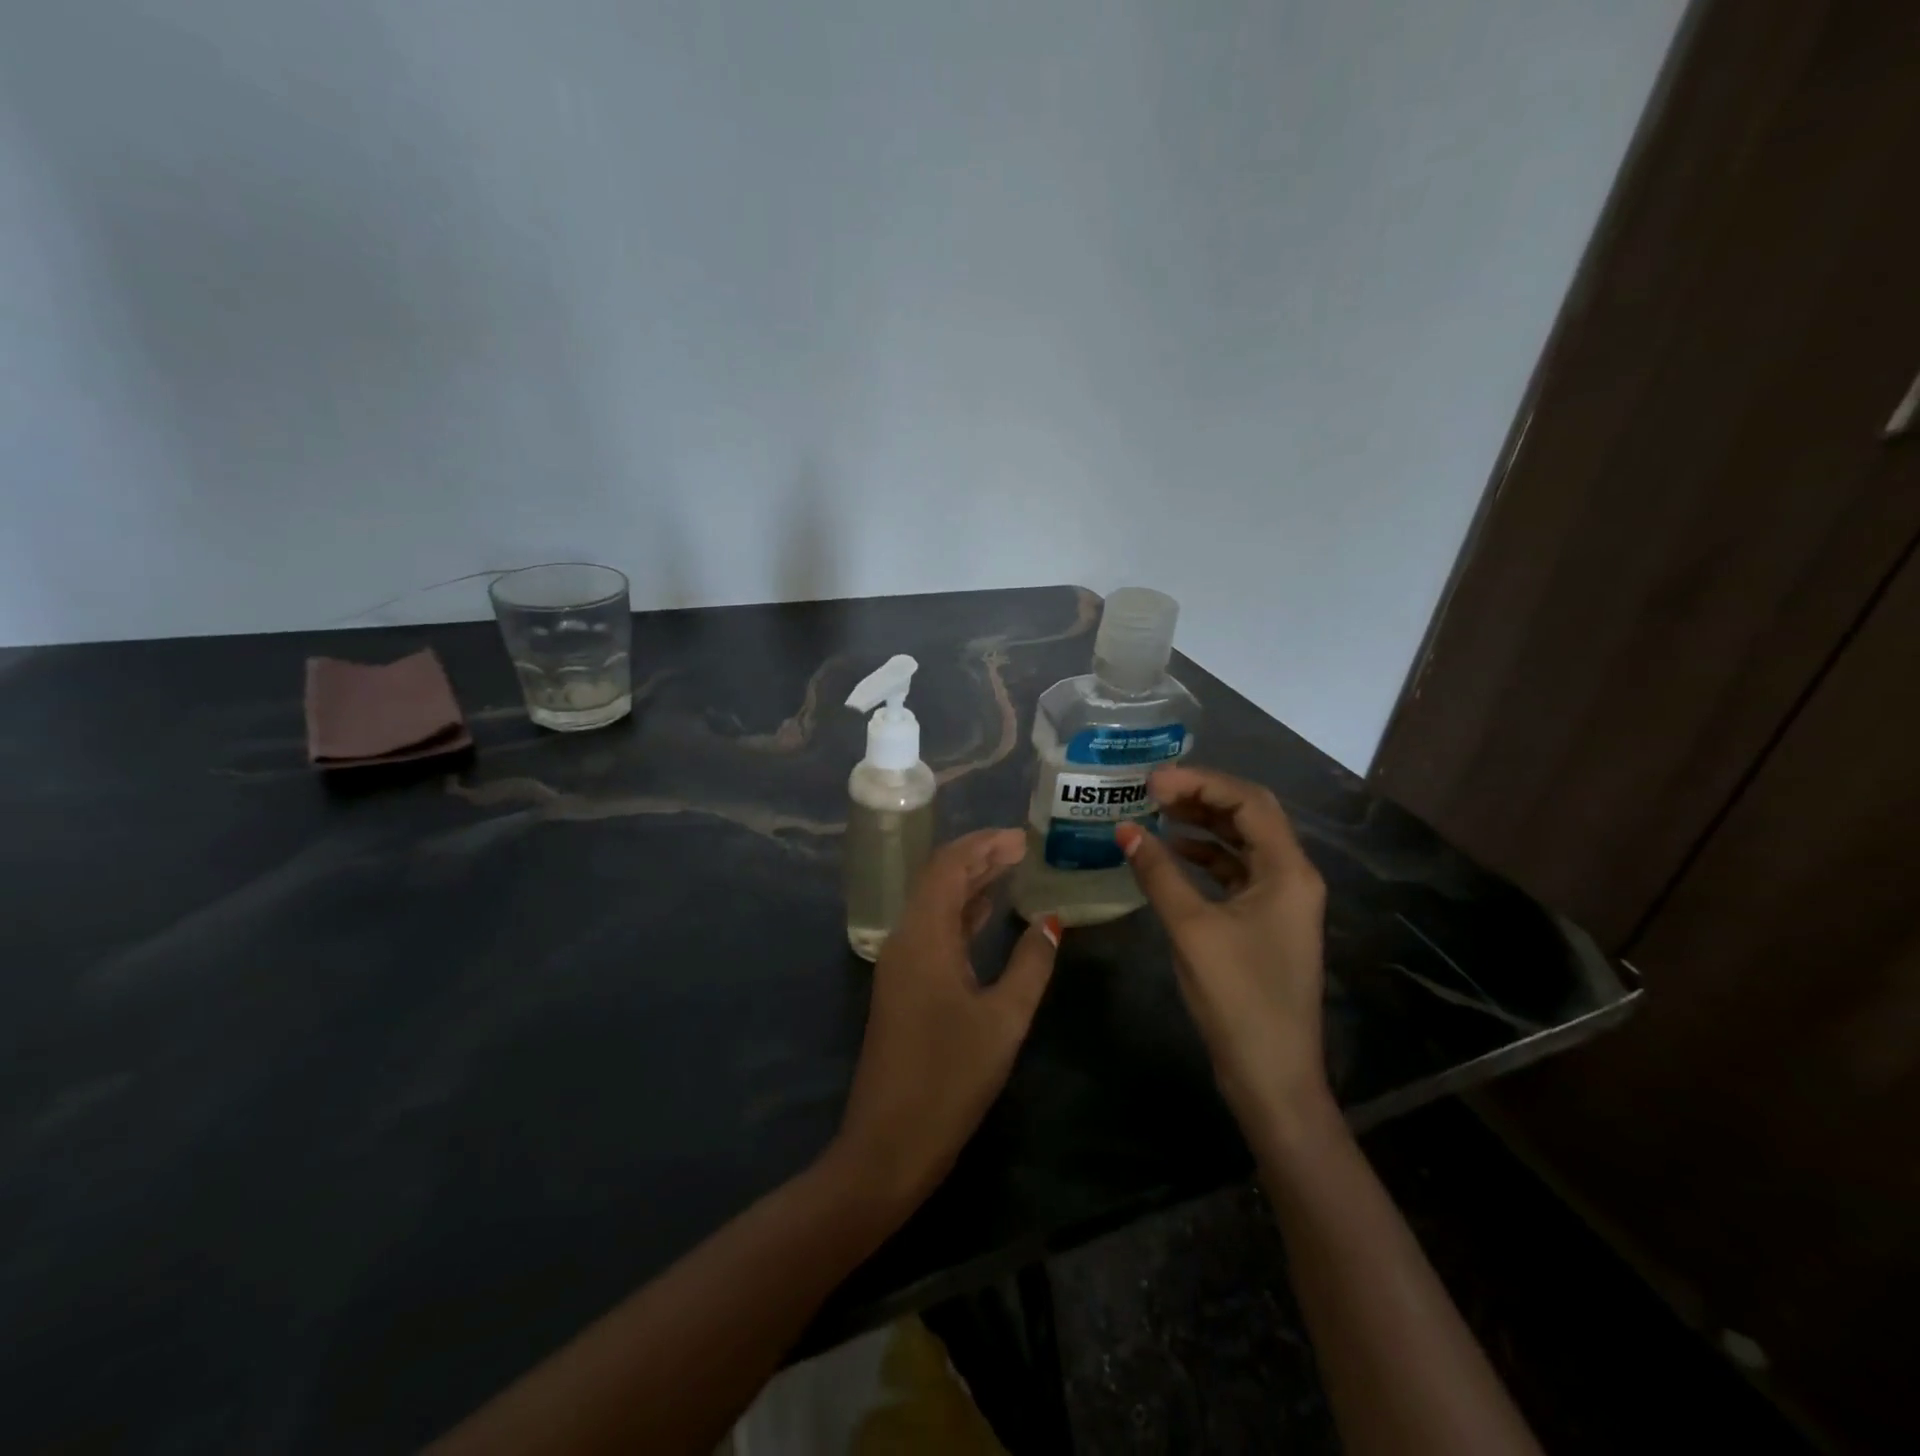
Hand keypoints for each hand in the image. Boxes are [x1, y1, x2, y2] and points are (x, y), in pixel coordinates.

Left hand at [833, 829, 1060, 1210]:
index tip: (1022, 837)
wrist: (889, 1144)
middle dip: (979, 858)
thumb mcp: (1003, 1020)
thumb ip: (1030, 965)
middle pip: (939, 880)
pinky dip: (961, 915)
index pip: (949, 867)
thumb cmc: (950, 1079)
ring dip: (970, 885)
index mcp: (923, 936)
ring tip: (1012, 869)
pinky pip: (933, 932)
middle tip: (1022, 847)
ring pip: (935, 905)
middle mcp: (905, 939)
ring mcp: (900, 964)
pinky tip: (987, 915)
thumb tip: (1050, 922)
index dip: (984, 845)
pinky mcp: (903, 986)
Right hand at [1115, 766, 1331, 1135]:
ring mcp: (1281, 900)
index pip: (1248, 802)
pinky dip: (1205, 857)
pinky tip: (1172, 854)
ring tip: (1157, 813)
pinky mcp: (1266, 921)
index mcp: (1288, 871)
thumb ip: (1158, 873)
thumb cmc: (1238, 998)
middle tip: (1152, 790)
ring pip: (1242, 843)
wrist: (1272, 1074)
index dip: (1201, 783)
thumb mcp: (1192, 929)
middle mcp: (1292, 876)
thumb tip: (1125, 830)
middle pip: (1250, 816)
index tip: (1153, 781)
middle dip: (1202, 796)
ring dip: (1203, 824)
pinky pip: (1235, 872)